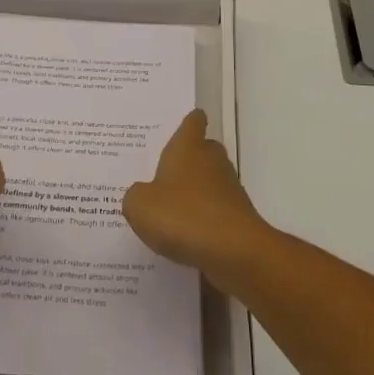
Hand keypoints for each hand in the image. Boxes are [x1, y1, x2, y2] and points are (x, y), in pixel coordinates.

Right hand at [124, 110, 267, 274]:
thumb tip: (143, 195)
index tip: (182, 125)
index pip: (193, 122)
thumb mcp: (140, 206)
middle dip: (189, 159)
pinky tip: (186, 237)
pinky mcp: (237, 216)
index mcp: (188, 147)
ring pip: (211, 181)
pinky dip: (204, 218)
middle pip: (204, 150)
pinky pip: (216, 210)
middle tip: (164, 173)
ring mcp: (229, 188)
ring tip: (171, 210)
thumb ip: (135, 196)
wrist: (233, 252)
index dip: (189, 122)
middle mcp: (211, 161)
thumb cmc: (182, 216)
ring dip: (196, 191)